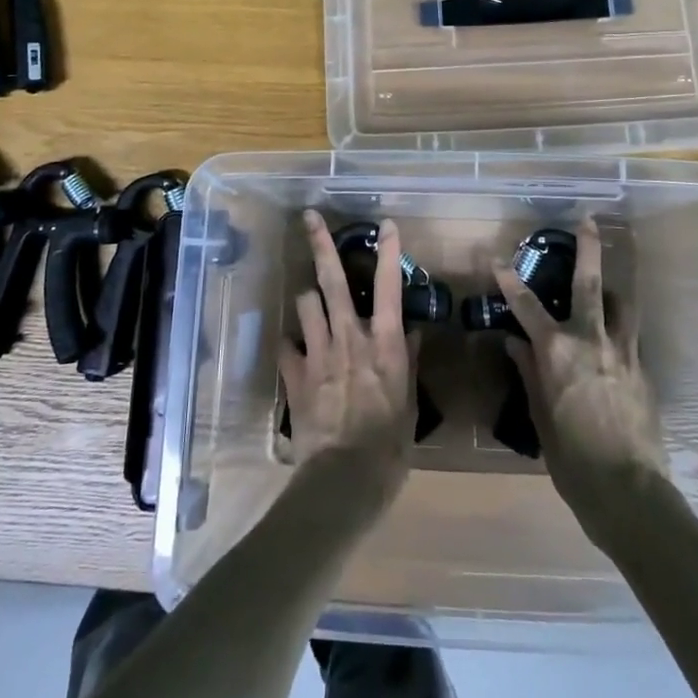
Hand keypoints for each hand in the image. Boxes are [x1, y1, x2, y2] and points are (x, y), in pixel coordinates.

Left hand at [280, 211, 417, 500]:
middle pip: (333, 280)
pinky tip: (294, 348)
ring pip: (306, 303)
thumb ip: (408, 363)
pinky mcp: (295, 375)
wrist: (343, 481)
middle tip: (309, 216)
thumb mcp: (409, 406)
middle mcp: (349, 337)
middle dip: (321, 244)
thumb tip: (410, 332)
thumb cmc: (388, 447)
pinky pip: (287, 345)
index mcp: (383, 344)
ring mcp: (318, 353)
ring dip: (309, 298)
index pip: (388, 287)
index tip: (386, 224)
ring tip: (312, 301)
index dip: (388, 252)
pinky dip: (292, 343)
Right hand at [492, 219, 668, 538]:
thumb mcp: (540, 418)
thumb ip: (529, 373)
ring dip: (611, 289)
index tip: (496, 258)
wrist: (630, 494)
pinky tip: (615, 339)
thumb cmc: (573, 461)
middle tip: (588, 220)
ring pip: (621, 304)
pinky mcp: (643, 370)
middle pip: (589, 283)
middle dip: (588, 248)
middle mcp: (591, 341)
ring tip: (606, 285)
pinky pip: (631, 336)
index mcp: (558, 353)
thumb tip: (514, 343)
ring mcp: (623, 352)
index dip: (509, 280)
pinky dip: (620, 327)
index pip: (526, 306)